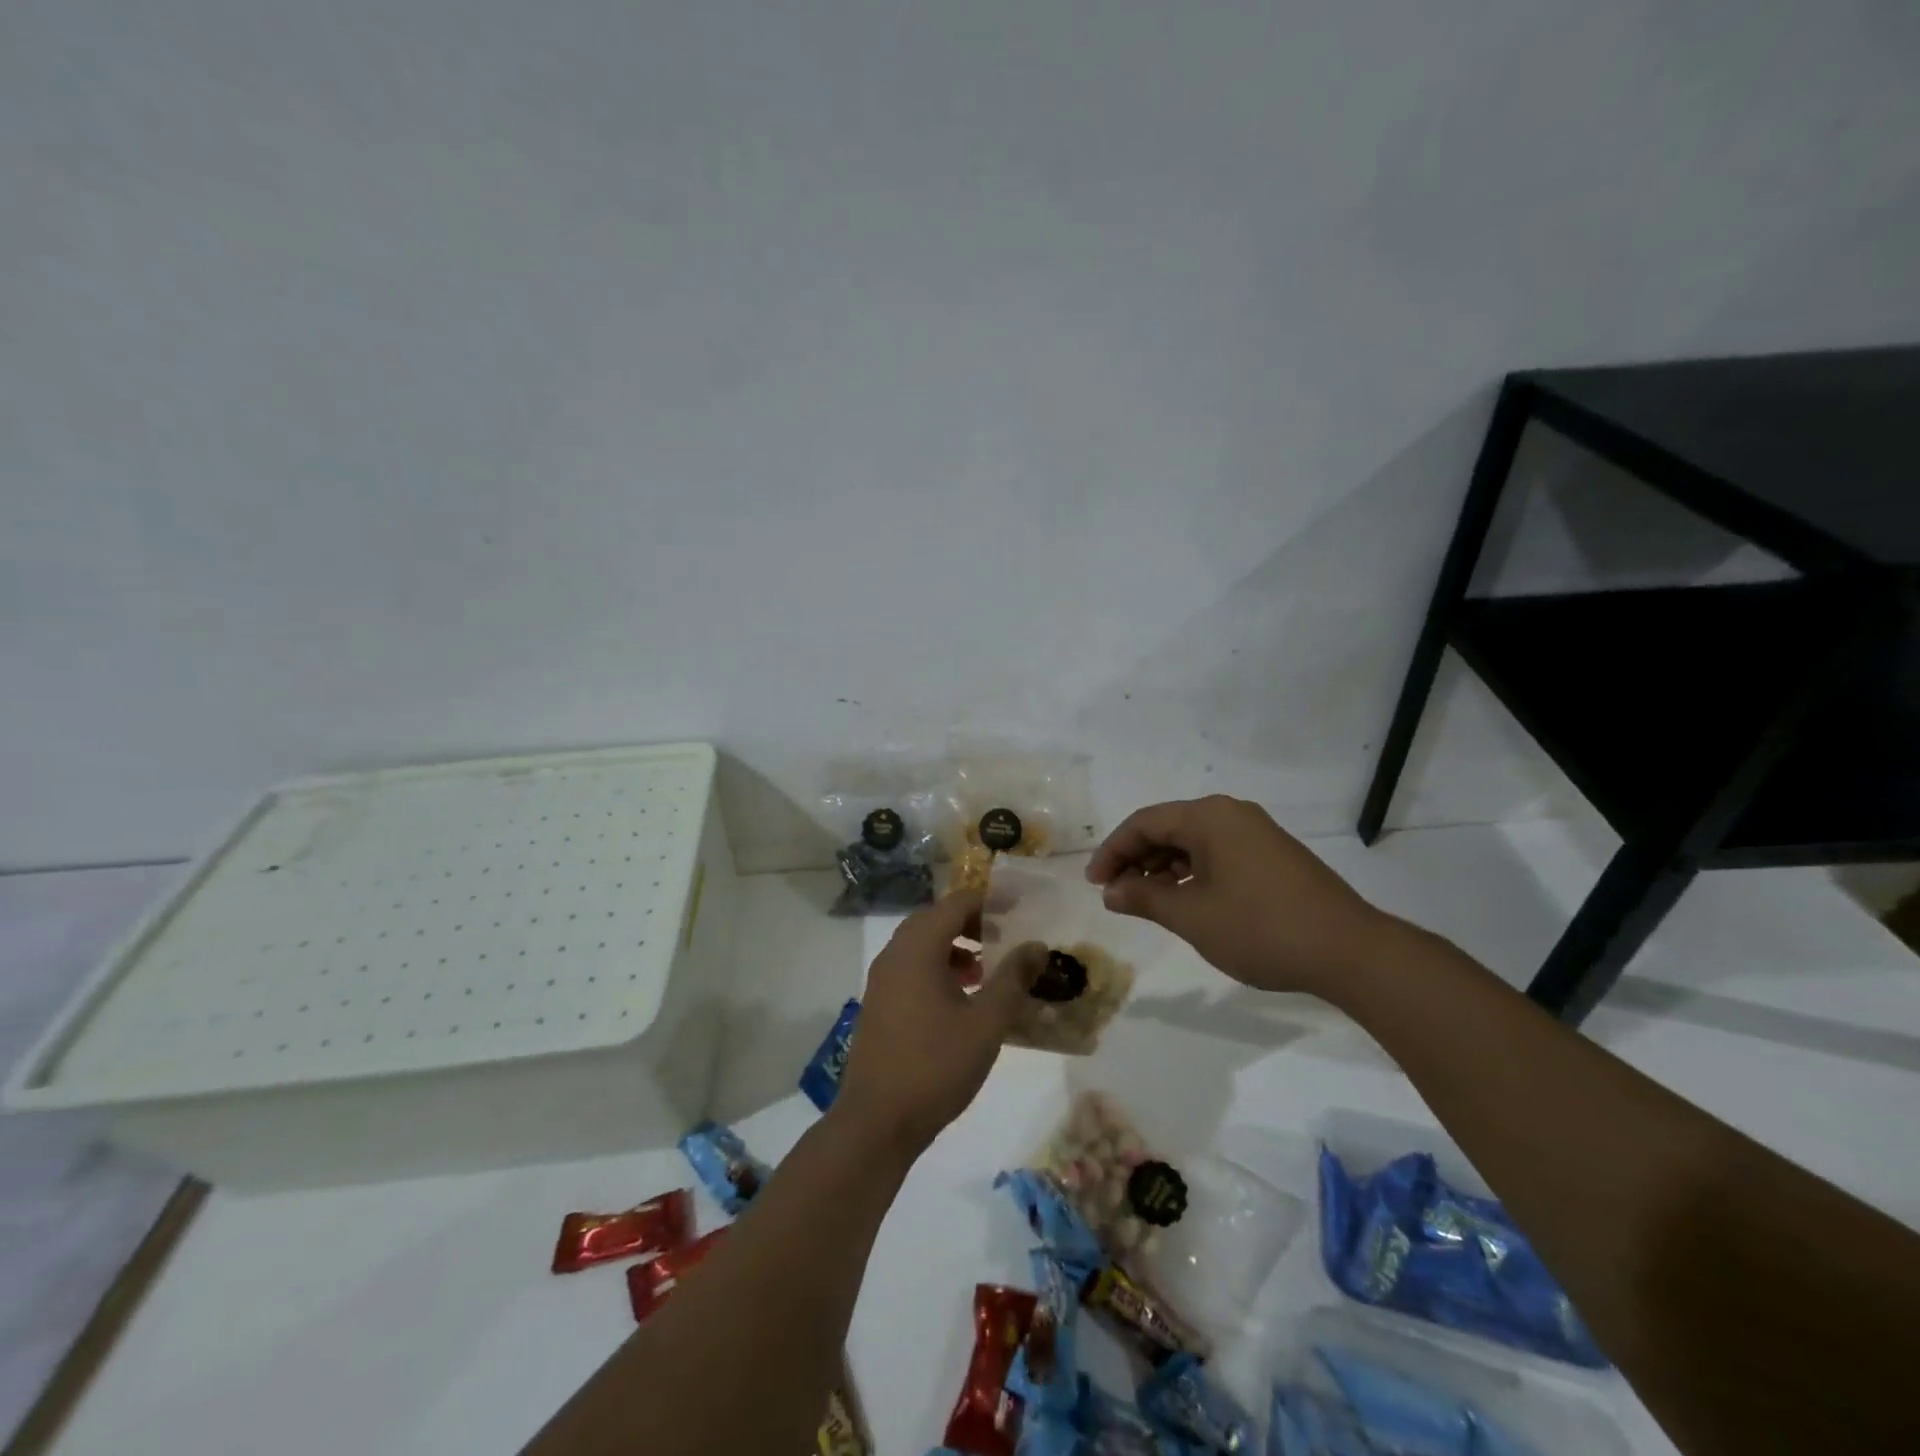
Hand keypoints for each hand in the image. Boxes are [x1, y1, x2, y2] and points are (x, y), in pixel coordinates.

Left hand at [834, 890, 1044, 1156]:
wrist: (877, 1122)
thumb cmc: (935, 1066)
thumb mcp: (986, 1023)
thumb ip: (1013, 979)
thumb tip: (1036, 945)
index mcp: (917, 949)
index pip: (955, 904)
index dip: (989, 901)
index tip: (1020, 908)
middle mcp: (894, 954)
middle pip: (936, 919)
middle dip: (972, 921)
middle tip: (1006, 934)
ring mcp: (882, 980)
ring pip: (922, 944)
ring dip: (955, 945)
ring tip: (988, 967)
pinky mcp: (880, 1003)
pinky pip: (912, 967)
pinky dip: (938, 967)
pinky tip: (962, 997)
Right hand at [1085, 795, 1392, 995]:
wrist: (1349, 951)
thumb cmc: (1260, 928)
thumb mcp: (1191, 916)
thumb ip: (1144, 898)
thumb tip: (1111, 891)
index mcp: (1209, 817)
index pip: (1144, 823)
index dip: (1112, 851)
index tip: (1094, 884)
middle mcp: (1232, 814)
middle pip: (1169, 828)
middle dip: (1136, 859)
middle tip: (1115, 892)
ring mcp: (1257, 834)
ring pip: (1194, 842)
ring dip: (1164, 867)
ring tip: (1146, 900)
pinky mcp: (1274, 855)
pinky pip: (1218, 853)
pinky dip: (1193, 873)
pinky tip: (1186, 900)